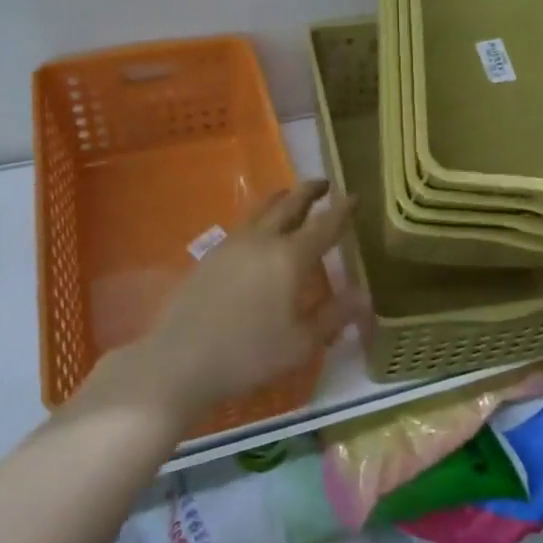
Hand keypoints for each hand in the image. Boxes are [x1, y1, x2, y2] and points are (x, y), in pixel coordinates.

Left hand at [144, 181, 357, 422]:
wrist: (179, 360)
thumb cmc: (248, 355)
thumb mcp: (300, 344)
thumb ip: (333, 316)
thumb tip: (364, 295)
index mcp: (290, 258)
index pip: (324, 225)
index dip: (342, 210)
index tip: (355, 196)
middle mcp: (263, 240)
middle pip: (290, 204)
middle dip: (309, 191)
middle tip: (324, 183)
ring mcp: (232, 244)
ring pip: (262, 209)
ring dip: (282, 198)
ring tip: (290, 195)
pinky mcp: (210, 255)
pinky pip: (243, 224)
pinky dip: (260, 217)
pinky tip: (258, 230)